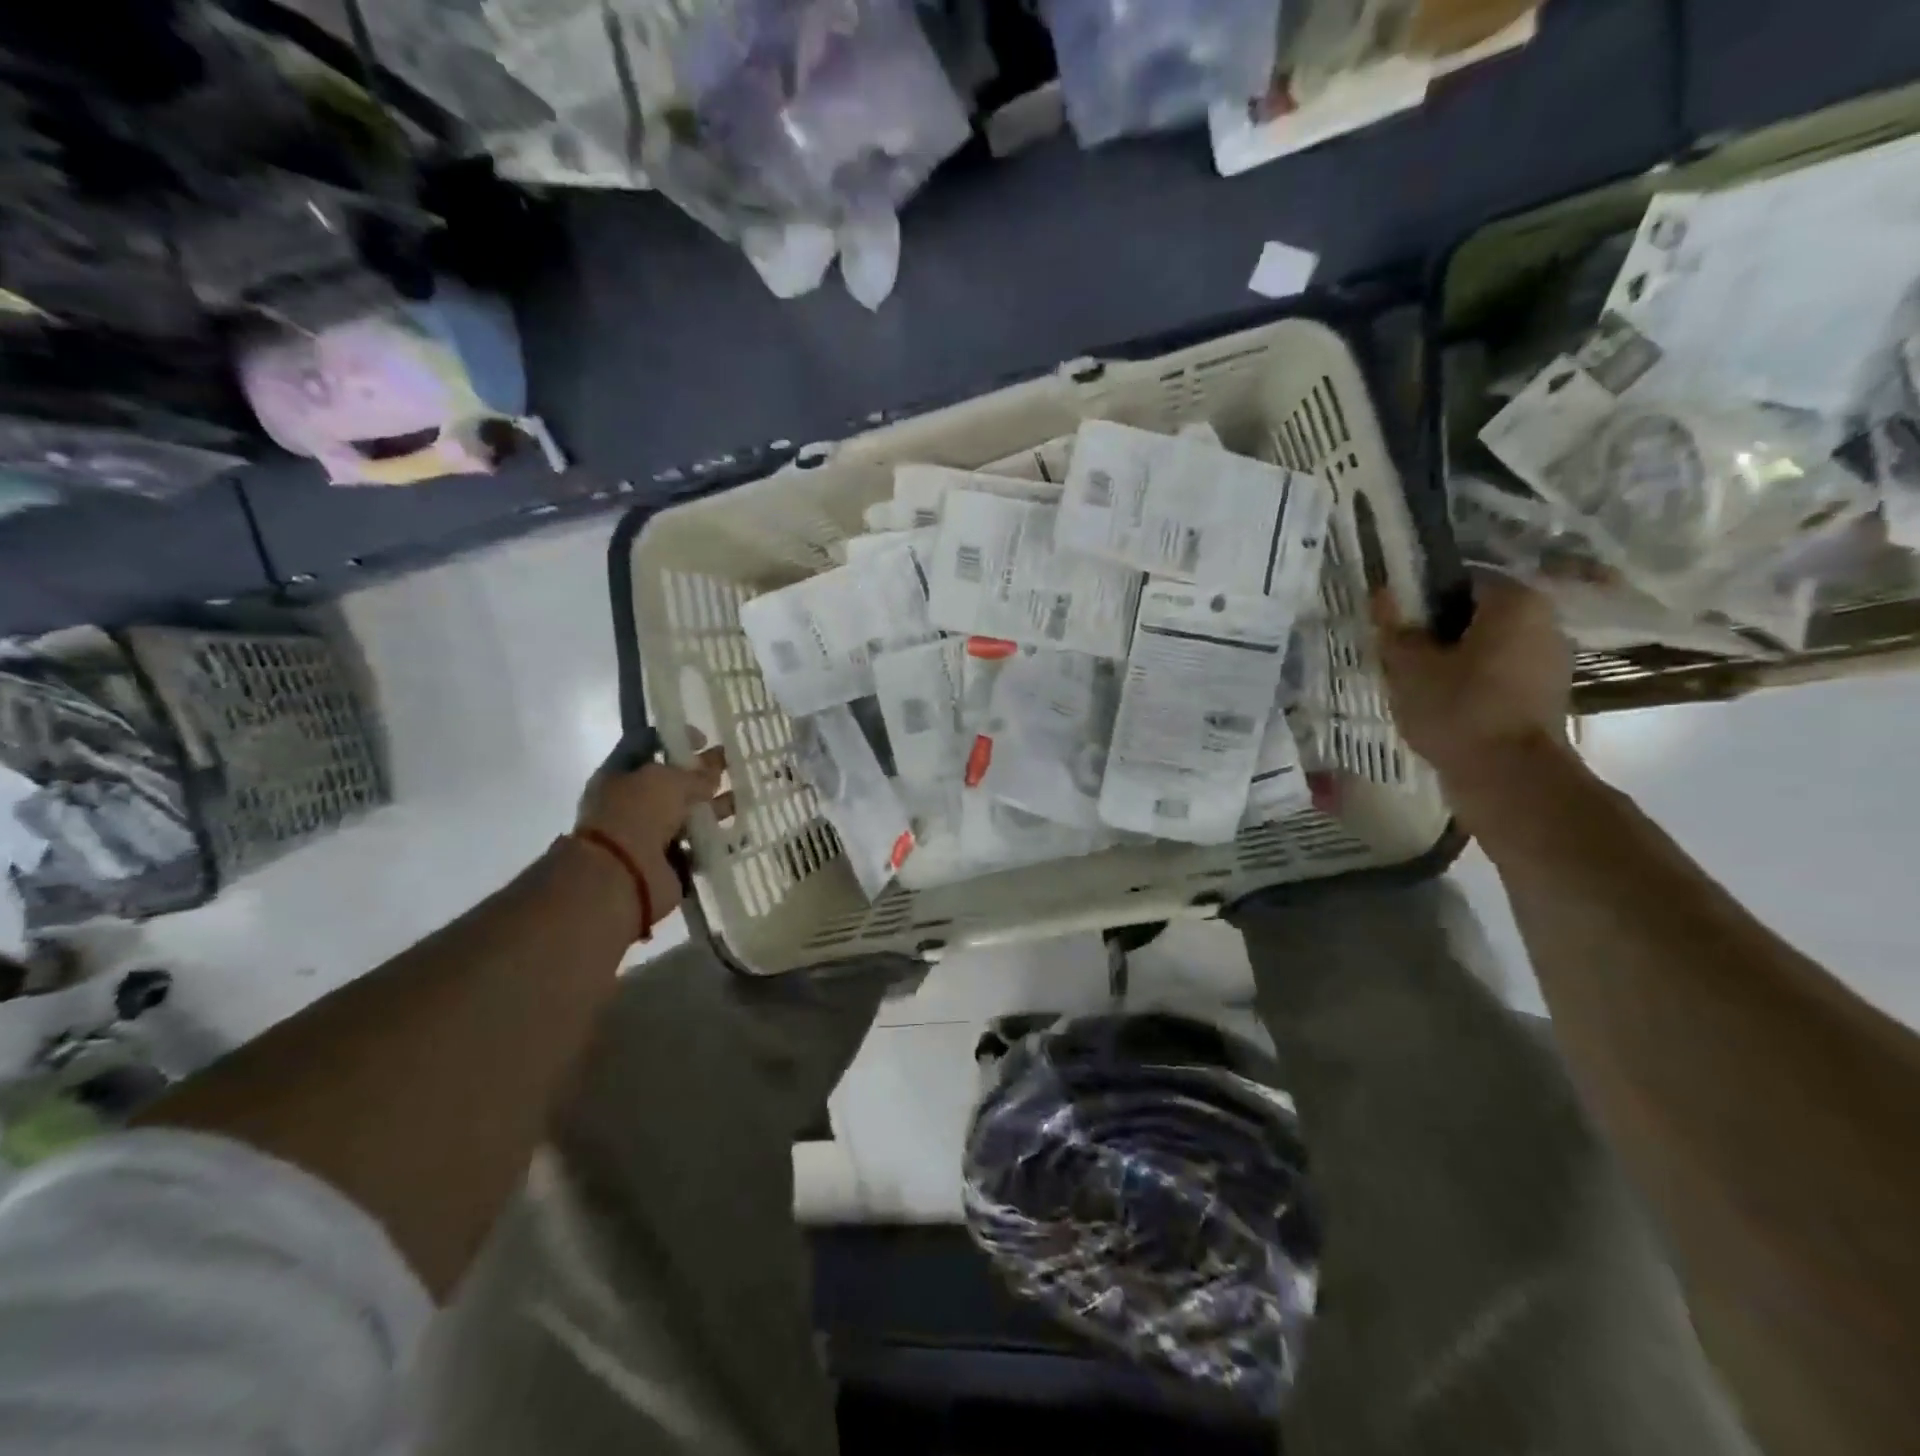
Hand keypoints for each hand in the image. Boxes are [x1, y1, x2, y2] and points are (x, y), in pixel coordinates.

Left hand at [575, 740, 729, 922]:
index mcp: (620, 775)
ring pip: (687, 814)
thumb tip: (712, 775)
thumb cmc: (637, 814)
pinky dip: (714, 840)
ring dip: (713, 806)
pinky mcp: (668, 863)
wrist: (622, 877)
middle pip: (672, 782)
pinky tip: (736, 831)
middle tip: (731, 765)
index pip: (647, 744)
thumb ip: (695, 775)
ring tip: (740, 799)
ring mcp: (649, 834)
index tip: (703, 741)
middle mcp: (632, 803)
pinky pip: (697, 846)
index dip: (676, 738)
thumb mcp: (668, 780)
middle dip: (702, 774)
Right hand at [1372, 571, 1572, 782]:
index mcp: (1515, 602)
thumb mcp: (1409, 666)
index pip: (1459, 579)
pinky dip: (1471, 682)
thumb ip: (1394, 627)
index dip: (1419, 598)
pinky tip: (1441, 704)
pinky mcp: (1545, 694)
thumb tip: (1382, 593)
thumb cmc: (1458, 708)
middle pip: (1475, 614)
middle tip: (1398, 654)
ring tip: (1414, 682)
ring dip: (1452, 658)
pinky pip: (1498, 674)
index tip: (1392, 622)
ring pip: (1486, 646)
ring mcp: (1550, 660)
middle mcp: (1544, 621)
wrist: (1509, 777)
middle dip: (1436, 630)